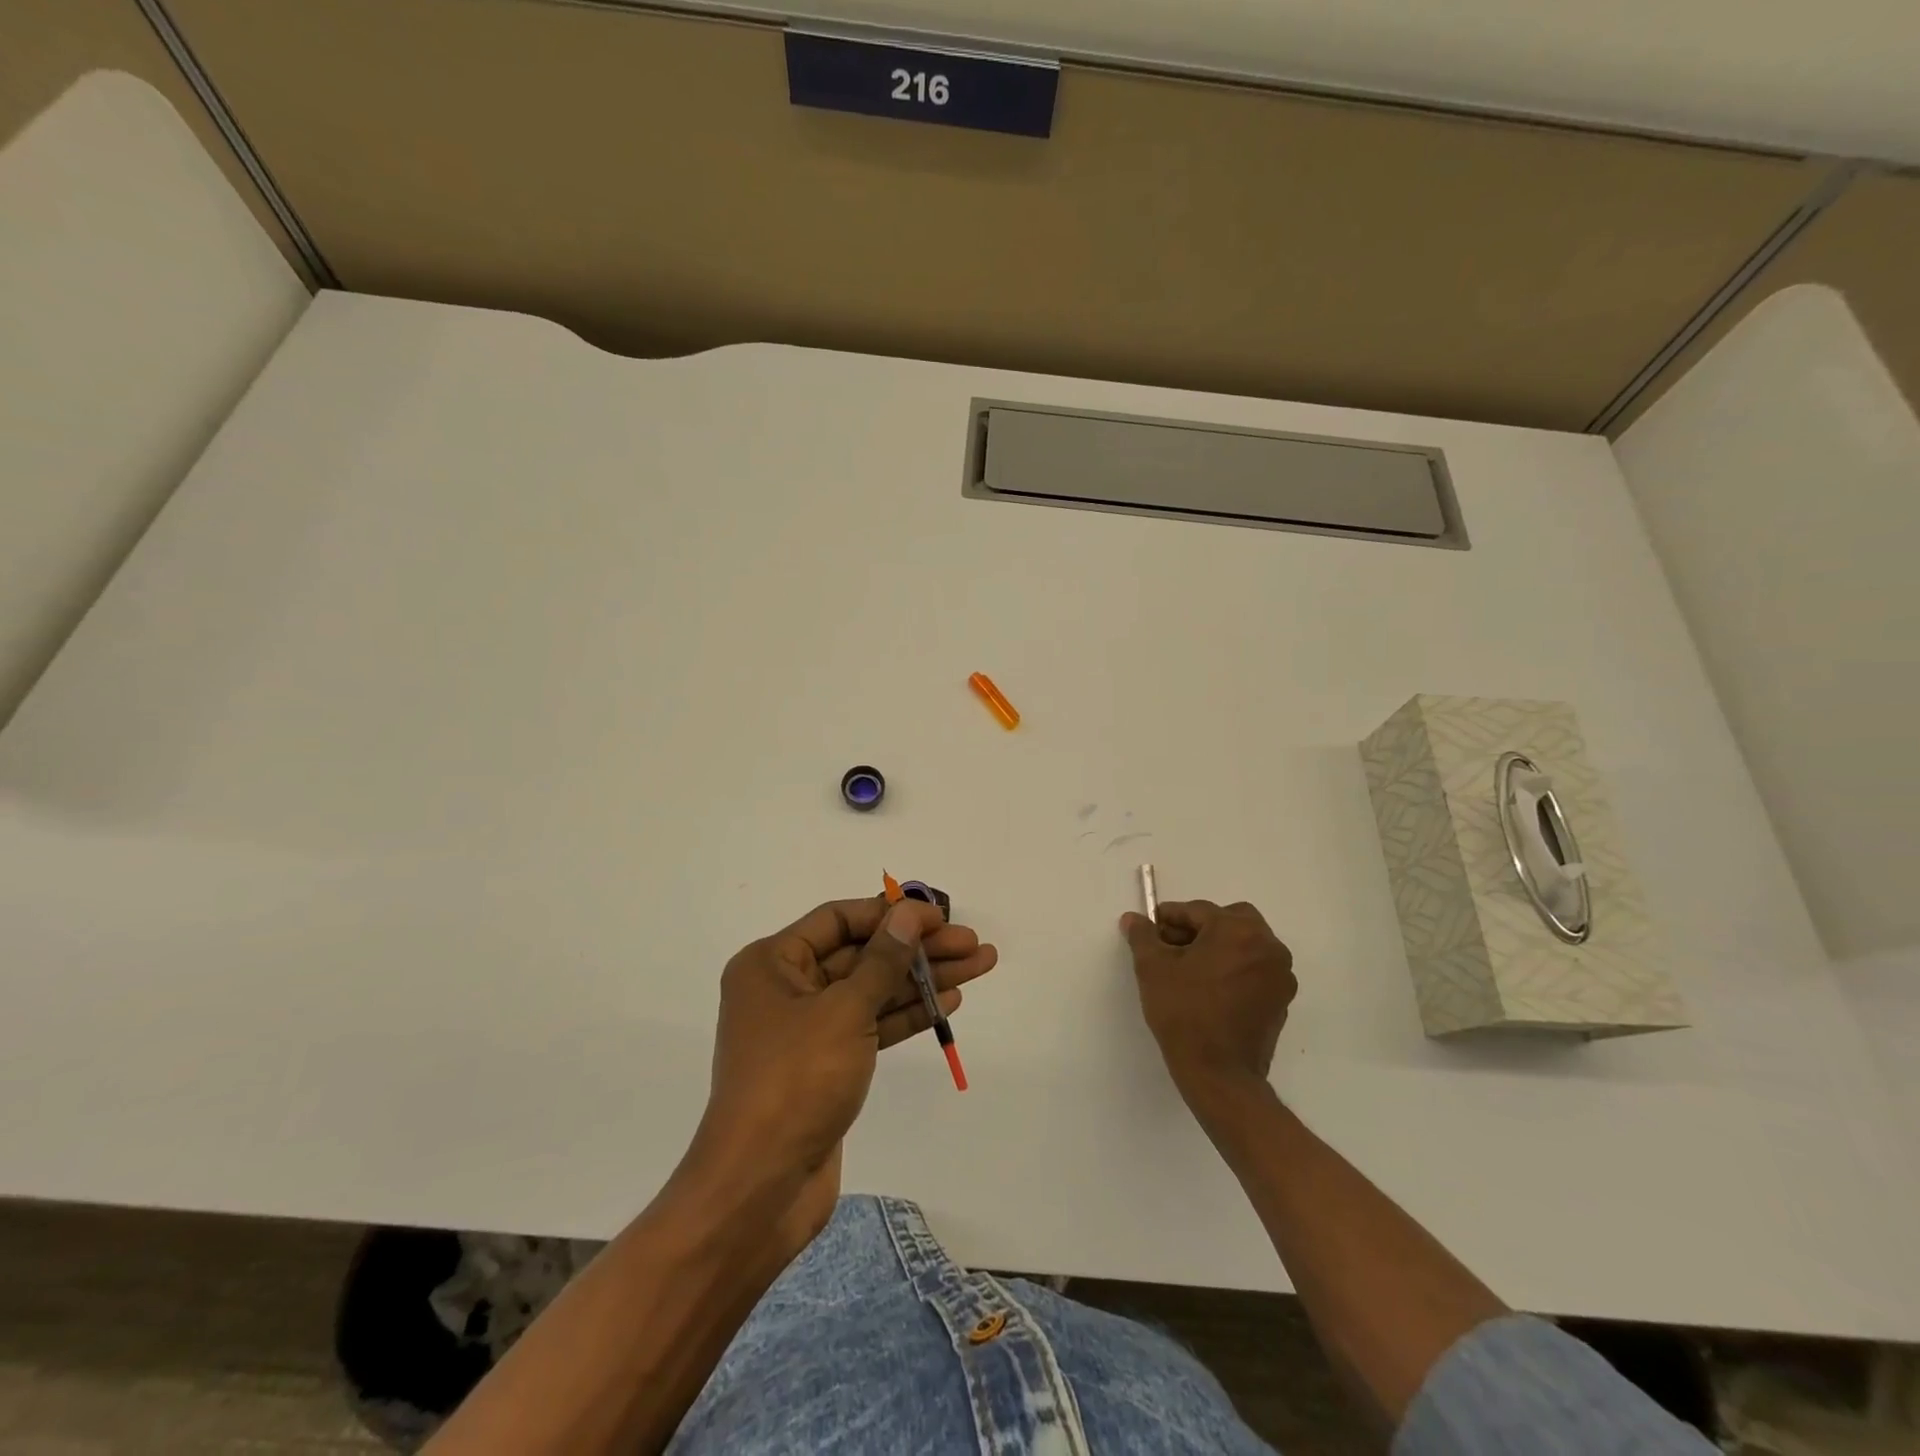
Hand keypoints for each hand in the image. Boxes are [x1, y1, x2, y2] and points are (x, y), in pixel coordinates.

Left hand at [691, 897, 996, 1241]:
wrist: (761, 1188)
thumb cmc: (795, 1082)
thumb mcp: (844, 1011)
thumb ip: (883, 960)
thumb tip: (909, 913)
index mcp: (772, 963)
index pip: (839, 919)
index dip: (890, 913)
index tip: (937, 916)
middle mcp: (787, 988)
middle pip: (862, 953)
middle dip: (917, 948)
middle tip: (972, 943)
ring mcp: (808, 1029)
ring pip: (873, 990)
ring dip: (922, 978)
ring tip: (979, 964)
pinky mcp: (828, 1064)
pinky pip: (872, 1025)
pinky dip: (907, 1013)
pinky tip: (948, 1001)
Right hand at [1120, 900, 1295, 1103]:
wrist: (1219, 1074)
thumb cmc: (1184, 1012)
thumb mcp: (1152, 968)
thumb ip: (1143, 936)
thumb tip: (1134, 919)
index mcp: (1238, 930)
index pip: (1198, 911)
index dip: (1170, 918)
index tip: (1151, 929)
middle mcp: (1268, 946)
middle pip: (1230, 921)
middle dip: (1201, 928)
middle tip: (1174, 948)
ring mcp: (1280, 975)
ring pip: (1246, 945)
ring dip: (1220, 948)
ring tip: (1190, 970)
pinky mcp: (1282, 1001)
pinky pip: (1255, 970)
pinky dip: (1235, 970)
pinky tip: (1210, 990)